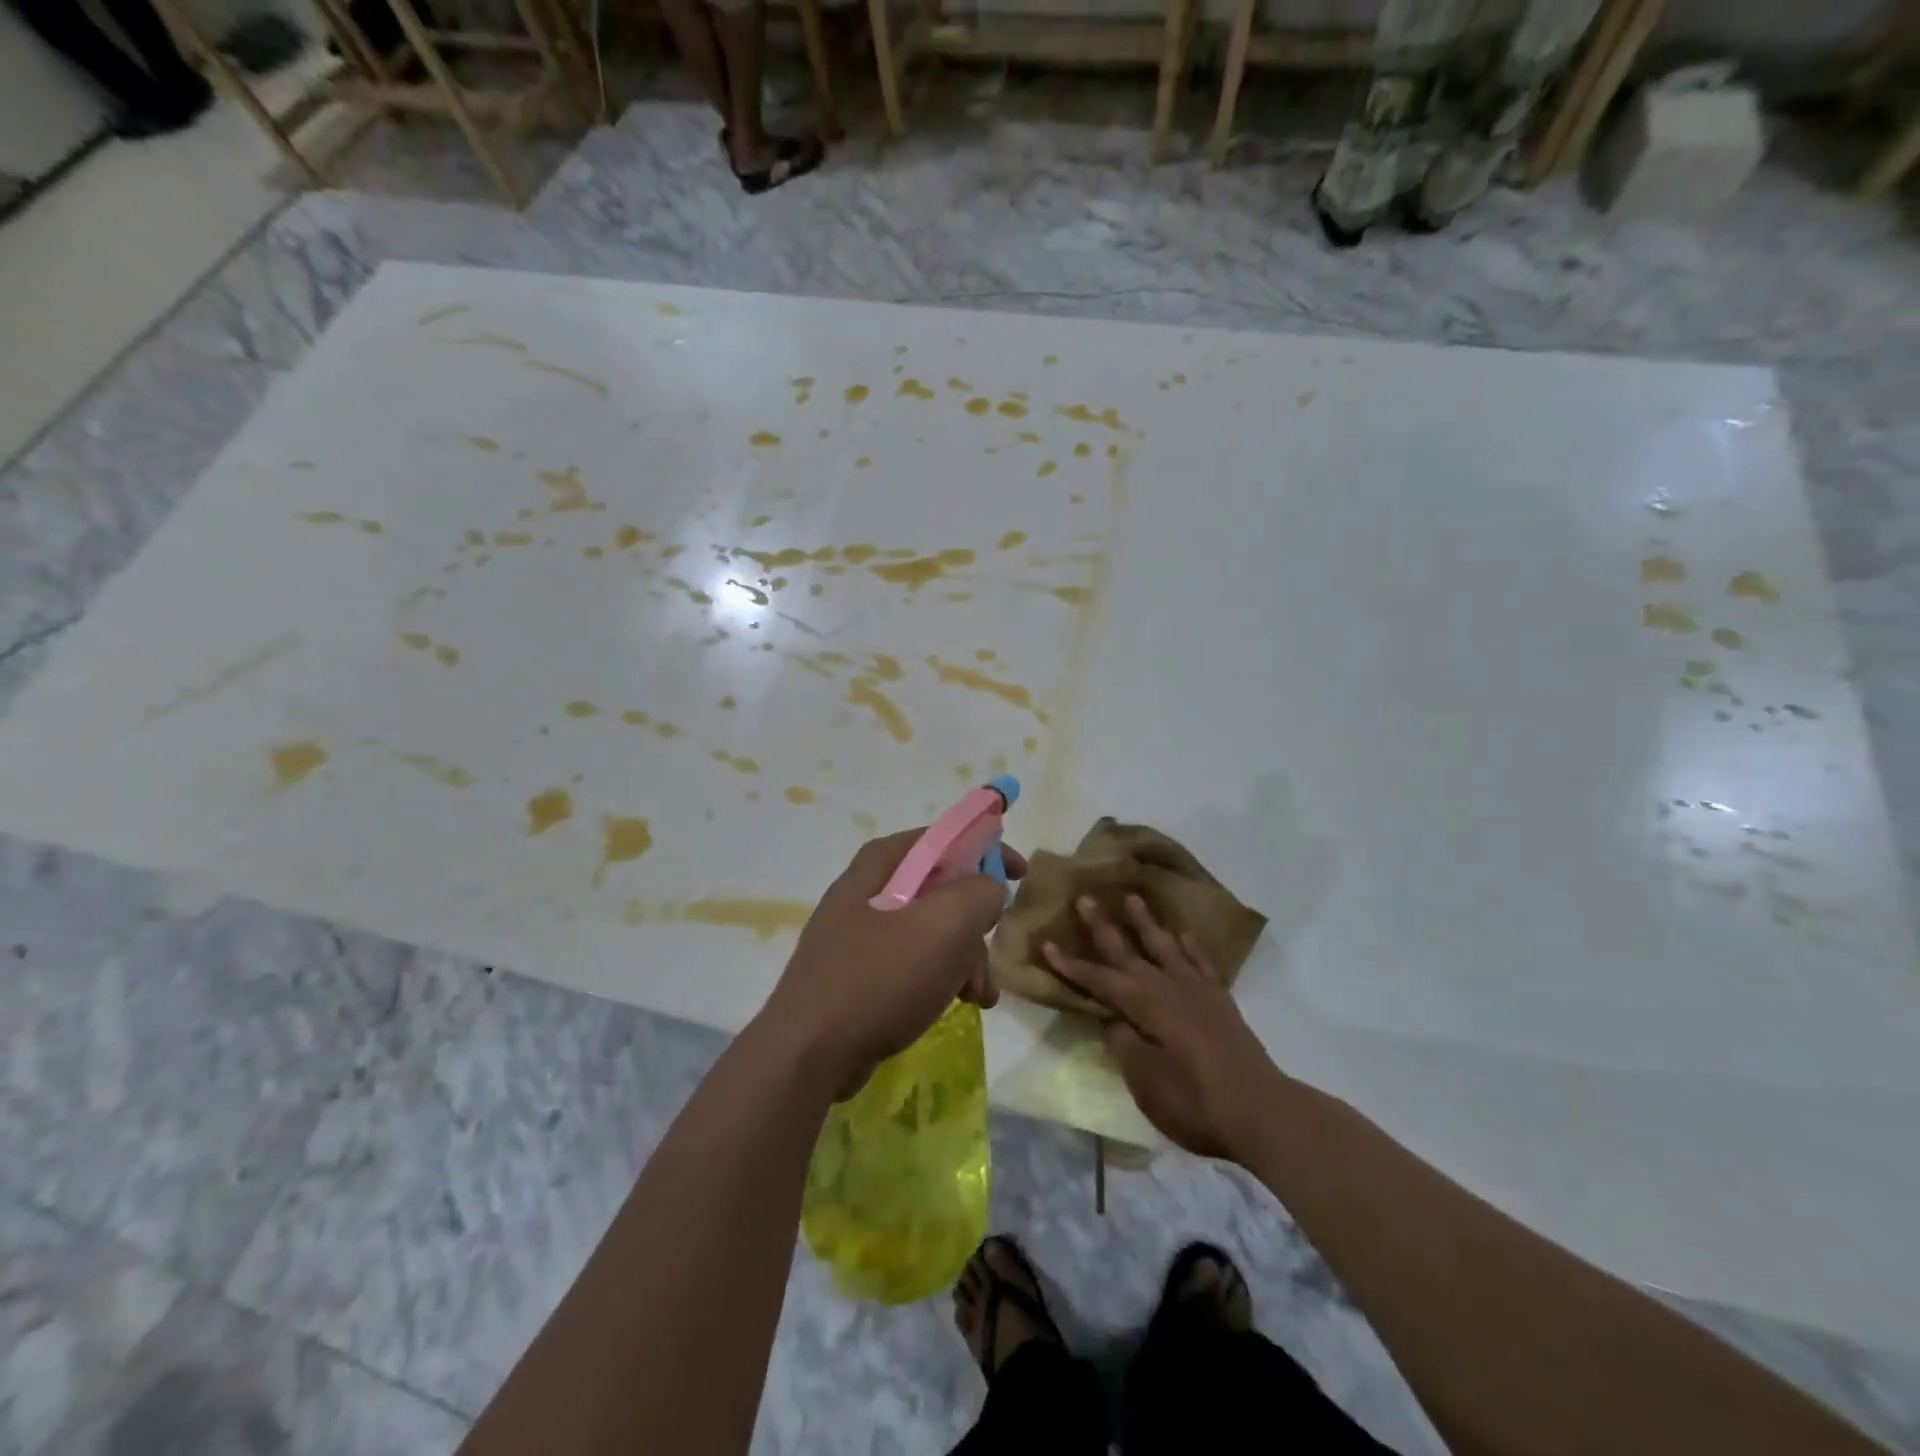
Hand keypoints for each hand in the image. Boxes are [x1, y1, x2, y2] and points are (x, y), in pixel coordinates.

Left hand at [759, 830, 1024, 1097]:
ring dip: (966, 958)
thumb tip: (988, 890)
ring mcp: (860, 933)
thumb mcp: (945, 925)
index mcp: (882, 864)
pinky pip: (914, 961)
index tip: (1021, 874)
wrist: (810, 1053)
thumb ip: (980, 893)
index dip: (987, 849)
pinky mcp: (859, 972)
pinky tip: (959, 1004)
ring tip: (980, 996)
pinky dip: (942, 977)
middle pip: (942, 889)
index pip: (945, 838)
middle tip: (992, 950)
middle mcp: (869, 890)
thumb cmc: (880, 977)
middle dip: (976, 923)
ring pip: (932, 930)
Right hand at [1043, 895, 1288, 1161]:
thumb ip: (1124, 1043)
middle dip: (1102, 926)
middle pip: (1127, 951)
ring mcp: (1197, 991)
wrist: (1261, 1111)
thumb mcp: (1145, 1080)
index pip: (1098, 979)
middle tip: (1085, 898)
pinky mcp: (1220, 1002)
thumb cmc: (1195, 1101)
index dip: (1070, 964)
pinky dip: (1190, 947)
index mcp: (1143, 1005)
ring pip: (1164, 947)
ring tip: (1133, 897)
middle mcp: (1167, 987)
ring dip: (1146, 923)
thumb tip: (1114, 1019)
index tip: (1046, 943)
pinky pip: (1201, 963)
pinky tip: (1183, 935)